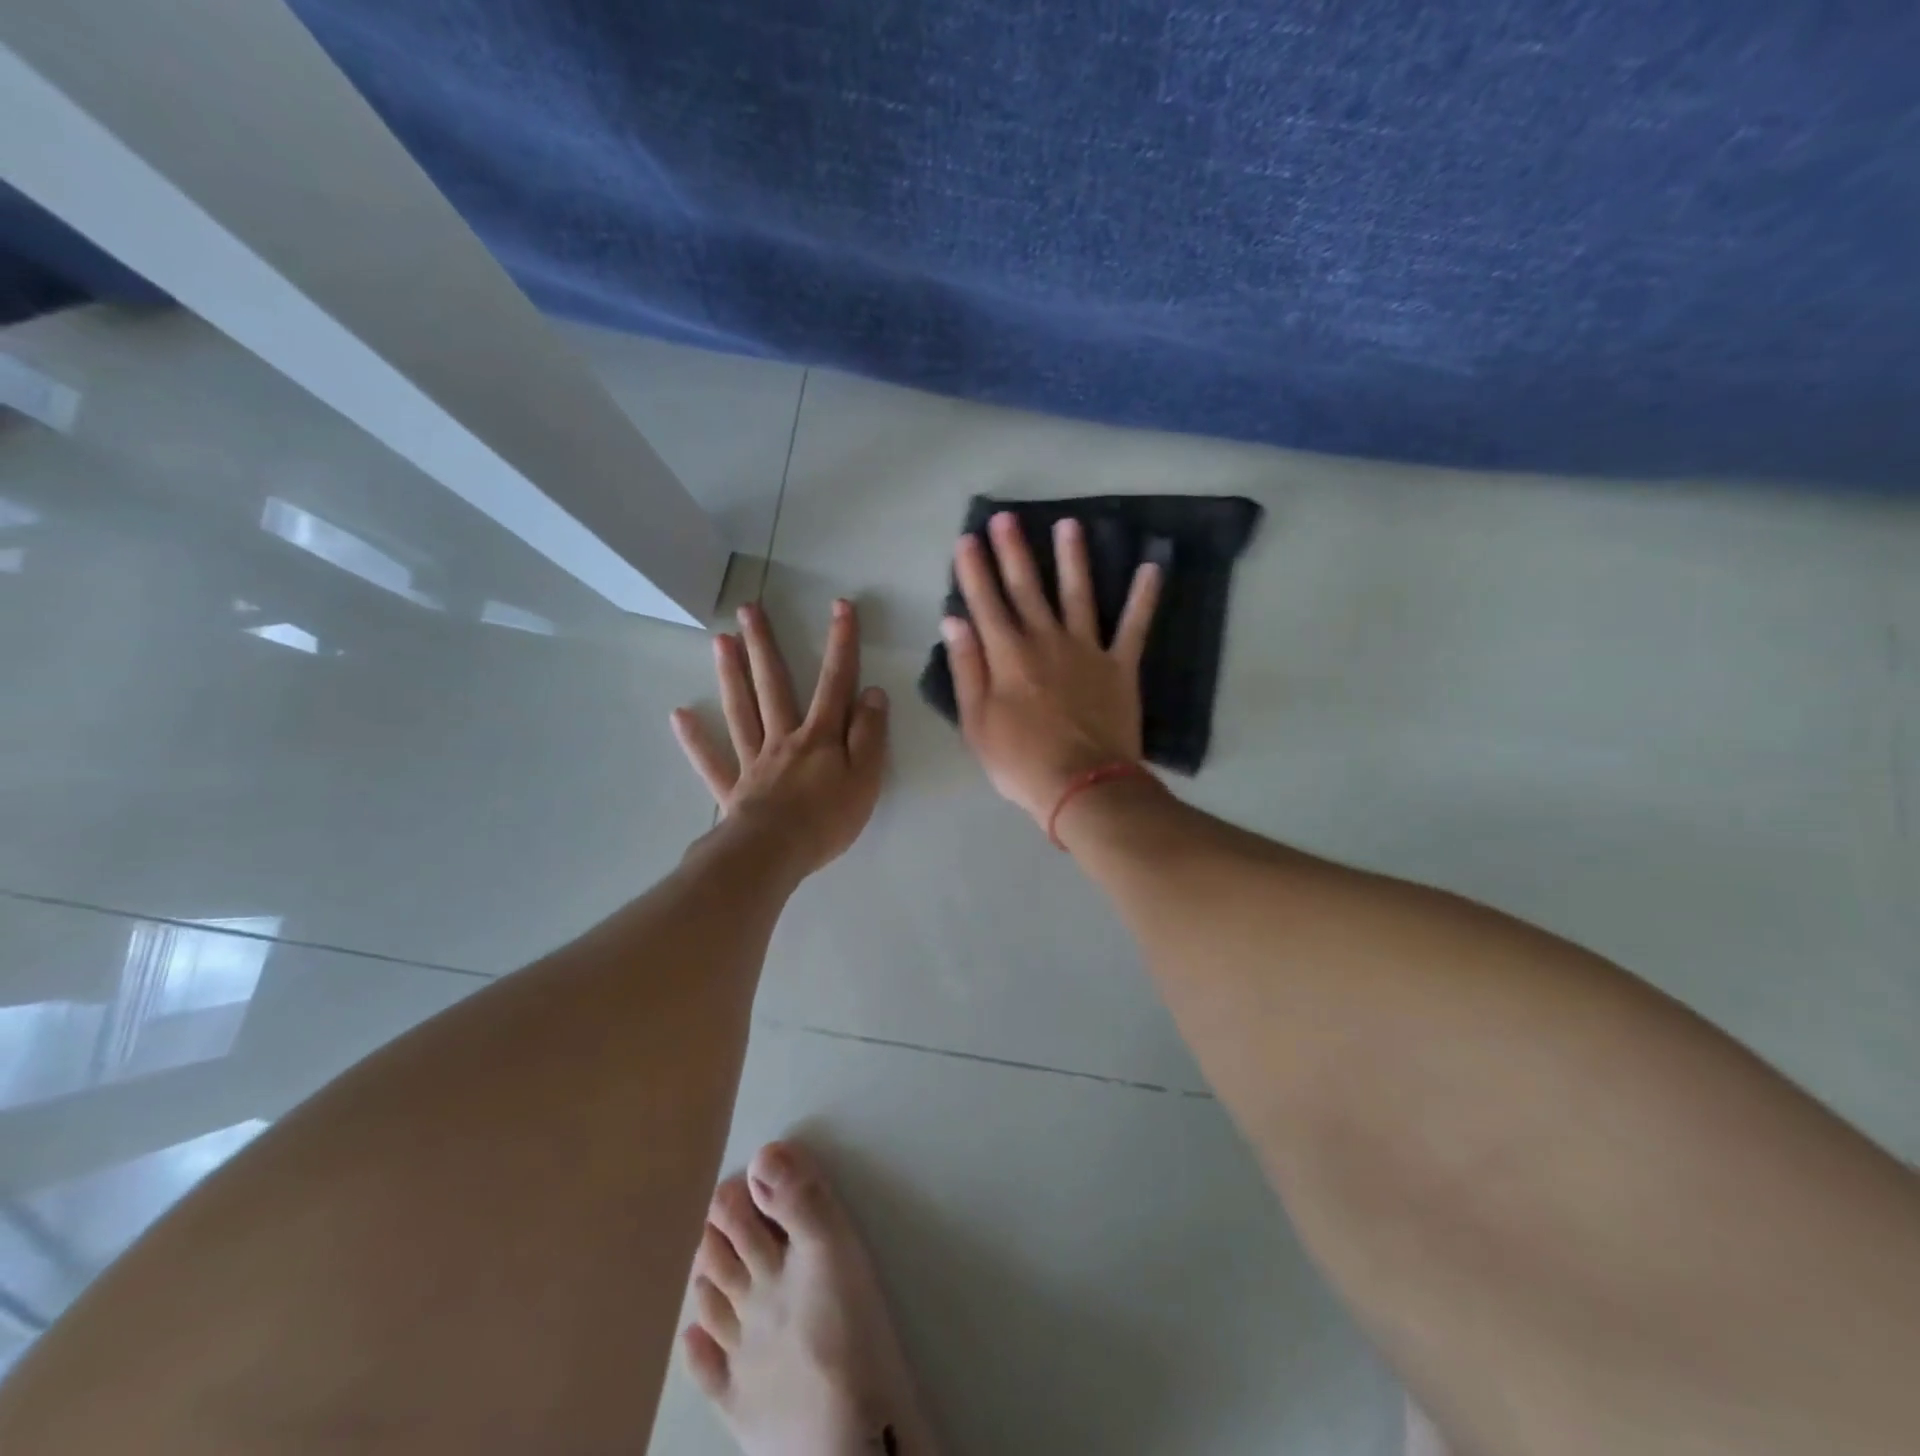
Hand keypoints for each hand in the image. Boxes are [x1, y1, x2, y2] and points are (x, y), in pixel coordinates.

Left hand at [672, 598, 888, 877]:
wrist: (774, 854)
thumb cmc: (827, 819)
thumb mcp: (866, 777)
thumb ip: (869, 734)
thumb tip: (872, 693)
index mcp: (819, 736)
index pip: (835, 682)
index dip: (841, 643)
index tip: (841, 606)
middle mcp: (784, 738)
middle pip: (774, 685)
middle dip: (765, 645)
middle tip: (748, 608)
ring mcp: (754, 761)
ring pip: (741, 711)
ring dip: (732, 674)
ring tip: (721, 640)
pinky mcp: (733, 788)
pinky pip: (712, 760)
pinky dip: (696, 739)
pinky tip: (681, 715)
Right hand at [943, 512, 1161, 825]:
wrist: (1082, 785)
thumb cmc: (1020, 761)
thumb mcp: (977, 722)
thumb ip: (967, 668)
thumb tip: (954, 621)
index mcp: (1007, 656)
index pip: (985, 603)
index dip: (974, 570)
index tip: (968, 539)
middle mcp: (1045, 641)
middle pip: (1026, 589)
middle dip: (1013, 551)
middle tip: (1006, 517)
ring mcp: (1087, 650)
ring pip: (1077, 594)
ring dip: (1072, 558)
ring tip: (1069, 524)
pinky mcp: (1120, 666)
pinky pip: (1134, 626)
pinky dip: (1143, 597)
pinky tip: (1151, 566)